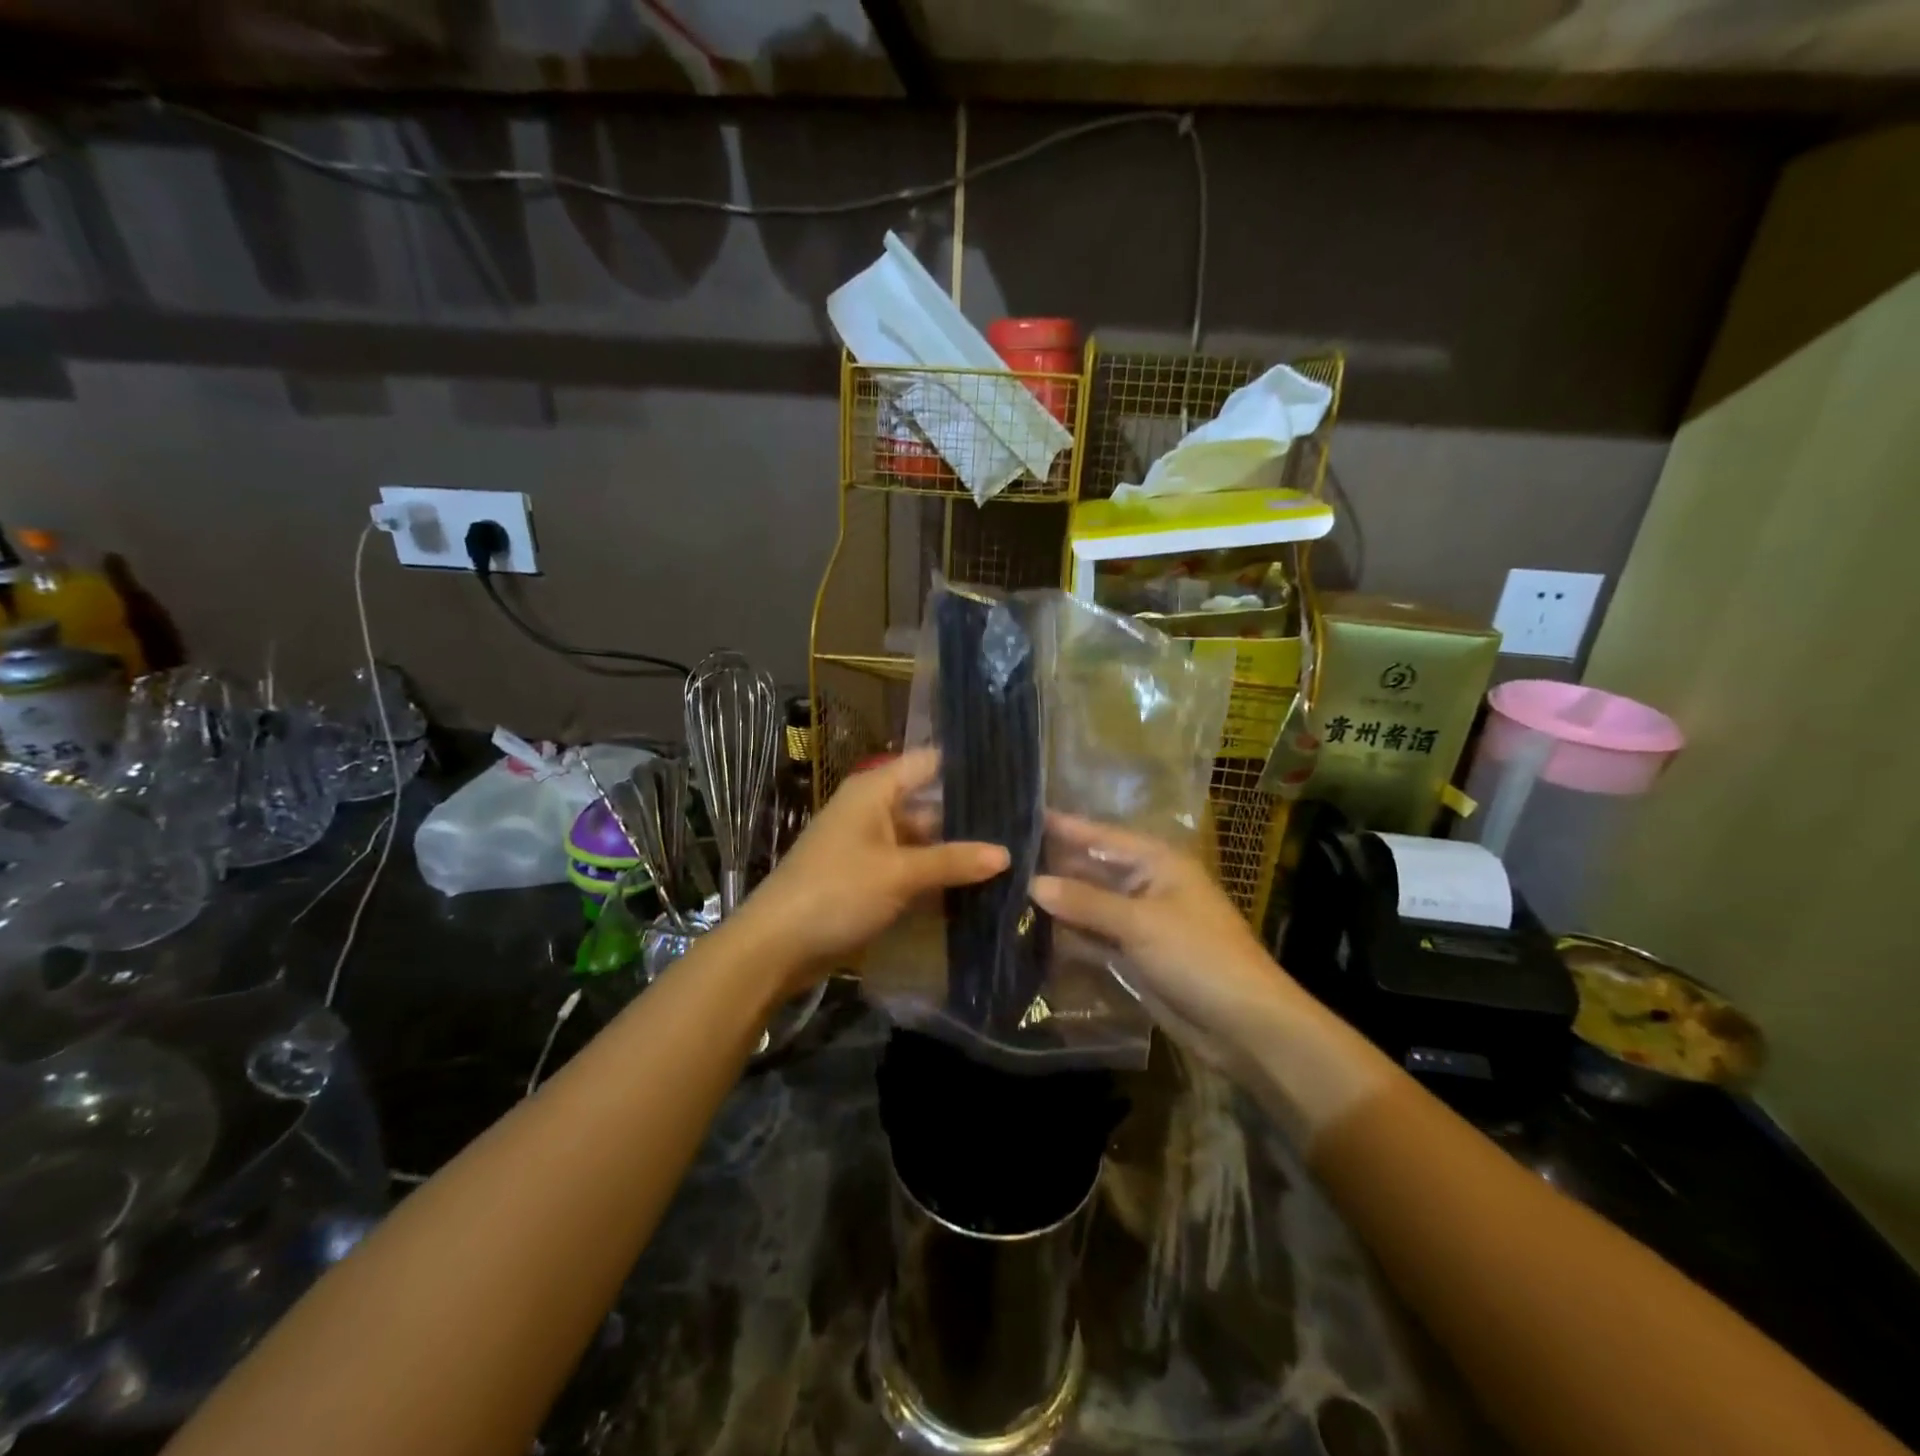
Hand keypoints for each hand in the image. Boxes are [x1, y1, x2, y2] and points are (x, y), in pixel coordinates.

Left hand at [734, 750, 1008, 990]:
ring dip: (957, 853)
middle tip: (1023, 827)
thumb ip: (953, 861)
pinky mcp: (869, 880)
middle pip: (931, 805)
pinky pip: (912, 870)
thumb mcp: (899, 874)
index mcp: (874, 791)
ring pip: (924, 842)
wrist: (776, 947)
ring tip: (1011, 857)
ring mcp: (871, 847)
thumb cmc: (836, 891)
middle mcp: (874, 811)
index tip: (1013, 774)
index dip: (966, 766)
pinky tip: (977, 889)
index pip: (928, 763)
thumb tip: (1007, 854)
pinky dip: (937, 878)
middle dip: (970, 819)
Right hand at [1030, 815, 1302, 1047]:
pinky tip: (1029, 932)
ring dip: (1055, 904)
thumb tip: (1033, 883)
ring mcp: (1137, 923)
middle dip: (1051, 867)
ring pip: (1088, 906)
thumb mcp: (1140, 923)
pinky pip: (1092, 937)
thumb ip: (1085, 902)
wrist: (1245, 1026)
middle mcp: (1144, 885)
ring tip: (1003, 893)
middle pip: (1090, 870)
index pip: (1100, 836)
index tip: (1021, 814)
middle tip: (1000, 860)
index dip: (1063, 826)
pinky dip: (1067, 936)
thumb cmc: (1199, 956)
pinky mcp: (1132, 956)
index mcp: (1156, 862)